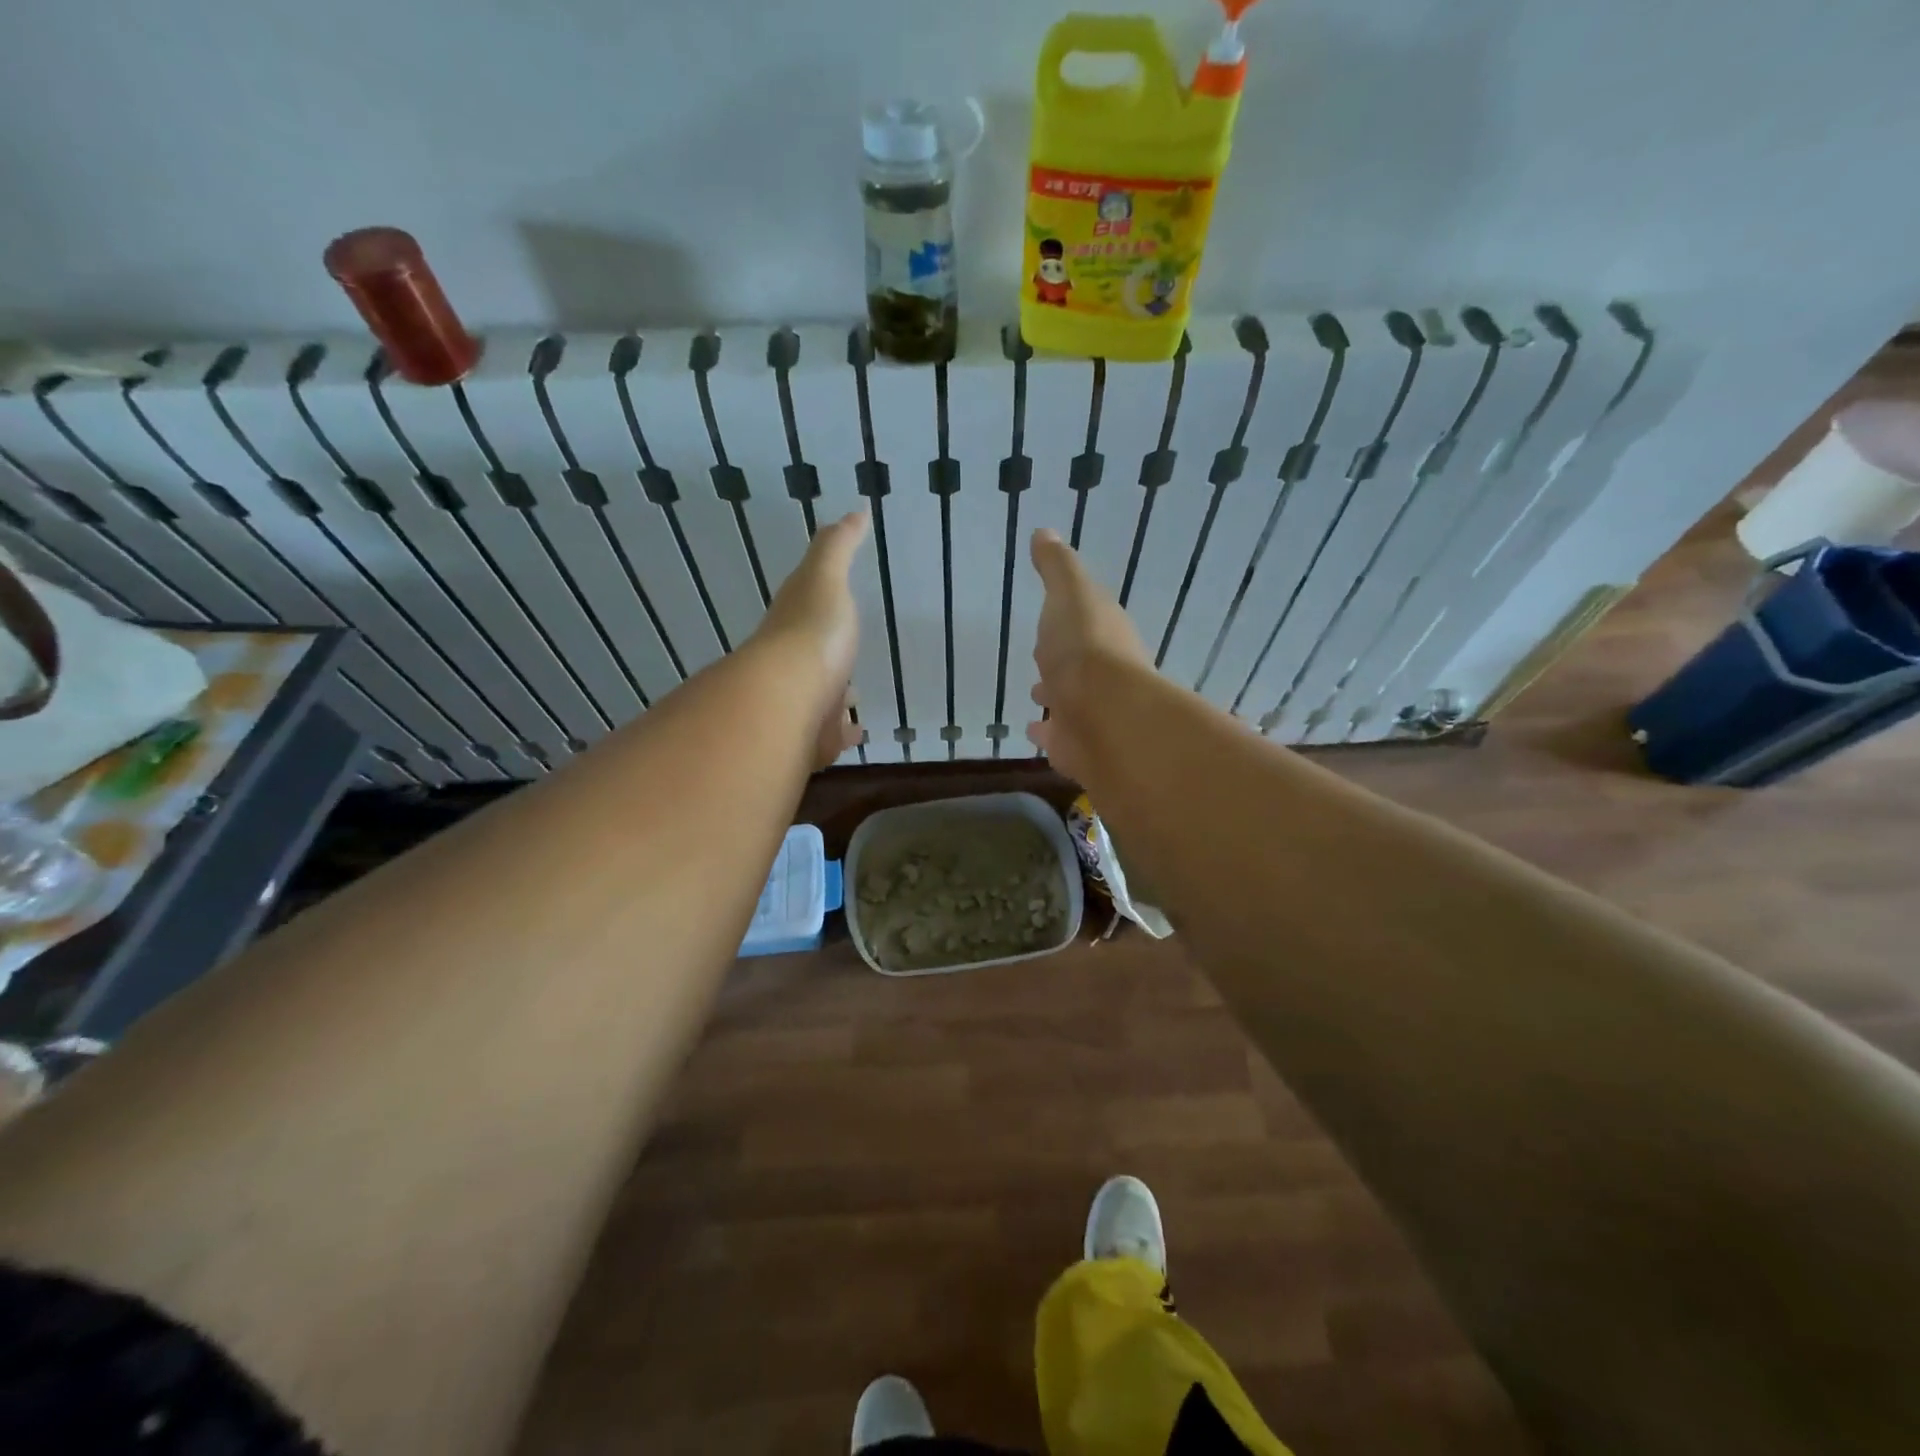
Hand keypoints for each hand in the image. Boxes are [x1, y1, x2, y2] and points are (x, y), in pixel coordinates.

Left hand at [753, 511, 869, 768]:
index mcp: (795, 628)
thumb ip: (838, 547)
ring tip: (855, 701)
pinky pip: (828, 738)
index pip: (806, 616)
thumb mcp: (826, 577)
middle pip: (813, 663)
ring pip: (819, 702)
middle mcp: (793, 668)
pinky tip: (857, 734)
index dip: (820, 612)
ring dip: (834, 700)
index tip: (835, 610)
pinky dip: (843, 735)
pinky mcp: (811, 741)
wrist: (786, 698)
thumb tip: (854, 512)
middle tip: (846, 660)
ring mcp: (800, 706)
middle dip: (829, 663)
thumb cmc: (811, 631)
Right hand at [1027, 528, 1149, 781]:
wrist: (1102, 714)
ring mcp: (1092, 714)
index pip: (1088, 625)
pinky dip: (1047, 734)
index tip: (1052, 621)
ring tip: (1036, 696)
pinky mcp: (1079, 748)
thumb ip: (1057, 566)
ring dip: (1055, 697)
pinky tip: (1034, 734)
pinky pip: (1060, 739)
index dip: (1070, 623)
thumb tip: (1044, 532)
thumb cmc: (1085, 646)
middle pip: (1079, 666)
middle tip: (1042, 661)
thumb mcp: (1070, 592)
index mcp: (1105, 636)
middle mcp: (1104, 676)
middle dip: (1061, 662)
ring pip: (1070, 703)